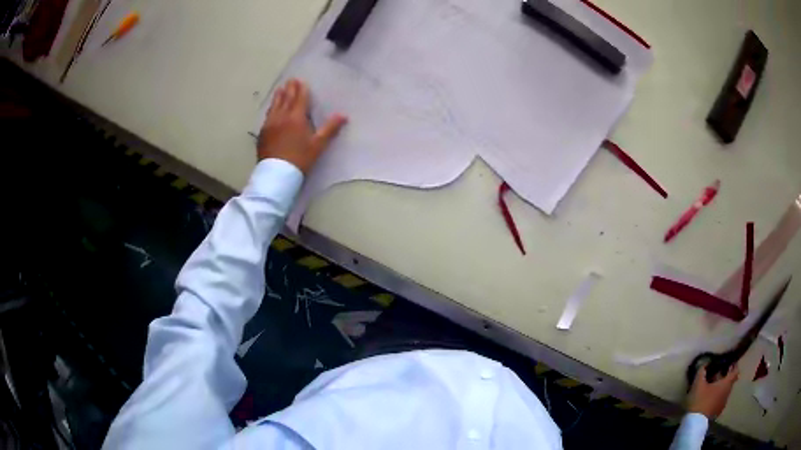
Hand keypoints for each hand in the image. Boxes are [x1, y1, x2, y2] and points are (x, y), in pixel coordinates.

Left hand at [257, 78, 346, 173]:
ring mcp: (270, 124)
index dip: (301, 89)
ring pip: (275, 105)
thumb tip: (343, 115)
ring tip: (280, 88)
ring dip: (279, 96)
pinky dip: (271, 108)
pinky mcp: (263, 133)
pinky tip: (272, 108)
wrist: (277, 174)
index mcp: (296, 118)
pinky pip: (268, 115)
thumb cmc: (300, 159)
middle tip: (291, 79)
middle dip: (290, 89)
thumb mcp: (318, 145)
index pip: (299, 99)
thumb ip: (330, 129)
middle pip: (286, 99)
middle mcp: (281, 117)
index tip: (301, 81)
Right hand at [687, 365, 738, 418]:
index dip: (734, 366)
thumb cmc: (700, 401)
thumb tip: (705, 363)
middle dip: (727, 376)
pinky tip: (710, 398)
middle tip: (720, 372)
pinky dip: (718, 396)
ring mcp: (723, 403)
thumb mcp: (698, 384)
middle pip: (730, 381)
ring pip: (725, 391)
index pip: (735, 371)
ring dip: (722, 387)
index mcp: (726, 384)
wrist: (695, 424)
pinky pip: (721, 400)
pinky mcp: (717, 412)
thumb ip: (702, 372)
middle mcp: (727, 392)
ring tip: (714, 386)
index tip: (731, 362)